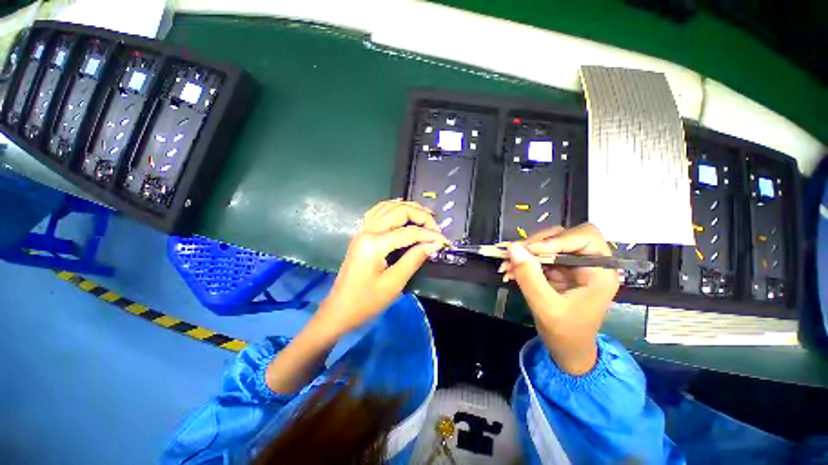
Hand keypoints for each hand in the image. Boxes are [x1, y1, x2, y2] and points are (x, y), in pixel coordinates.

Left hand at [314, 199, 448, 338]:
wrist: (339, 311)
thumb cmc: (366, 302)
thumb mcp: (394, 283)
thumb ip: (414, 259)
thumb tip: (433, 244)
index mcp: (375, 244)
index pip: (409, 232)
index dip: (429, 235)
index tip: (444, 240)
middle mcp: (367, 231)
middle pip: (398, 211)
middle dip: (420, 215)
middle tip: (436, 227)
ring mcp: (362, 230)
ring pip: (387, 207)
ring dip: (407, 207)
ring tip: (425, 215)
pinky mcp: (361, 235)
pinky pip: (377, 212)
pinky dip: (392, 208)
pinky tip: (402, 212)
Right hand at [499, 223, 619, 374]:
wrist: (566, 349)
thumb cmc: (565, 333)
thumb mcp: (546, 307)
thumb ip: (530, 277)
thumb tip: (512, 248)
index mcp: (599, 271)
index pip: (584, 236)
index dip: (557, 239)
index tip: (530, 251)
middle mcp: (588, 262)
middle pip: (563, 235)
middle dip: (536, 243)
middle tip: (514, 255)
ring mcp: (571, 264)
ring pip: (547, 242)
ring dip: (525, 251)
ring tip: (506, 265)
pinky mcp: (557, 268)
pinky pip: (538, 254)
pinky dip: (522, 260)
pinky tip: (509, 270)